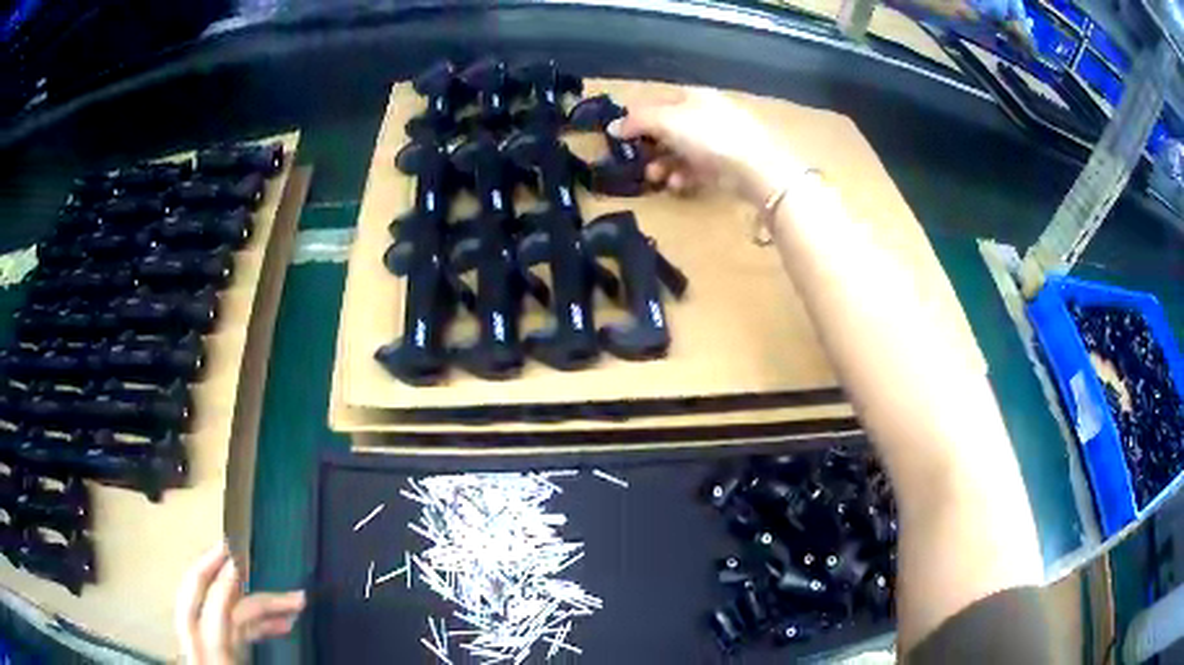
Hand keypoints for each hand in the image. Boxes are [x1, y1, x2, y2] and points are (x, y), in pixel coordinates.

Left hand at [175, 542, 305, 663]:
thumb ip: (256, 647)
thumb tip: (285, 625)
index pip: (211, 622)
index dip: (223, 591)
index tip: (239, 565)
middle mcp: (201, 658)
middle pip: (192, 606)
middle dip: (207, 573)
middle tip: (231, 551)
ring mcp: (204, 658)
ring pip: (215, 618)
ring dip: (249, 605)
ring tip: (291, 605)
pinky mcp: (214, 660)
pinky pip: (226, 633)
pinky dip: (249, 624)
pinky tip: (278, 625)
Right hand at [607, 88, 801, 204]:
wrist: (758, 169)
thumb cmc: (710, 137)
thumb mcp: (667, 122)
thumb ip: (637, 121)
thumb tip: (613, 127)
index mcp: (693, 96)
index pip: (657, 102)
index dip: (637, 118)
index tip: (621, 138)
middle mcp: (707, 113)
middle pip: (669, 128)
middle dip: (650, 146)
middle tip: (637, 163)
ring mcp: (720, 139)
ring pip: (682, 150)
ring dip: (664, 164)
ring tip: (657, 179)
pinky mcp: (729, 164)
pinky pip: (699, 168)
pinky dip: (685, 175)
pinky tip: (678, 185)